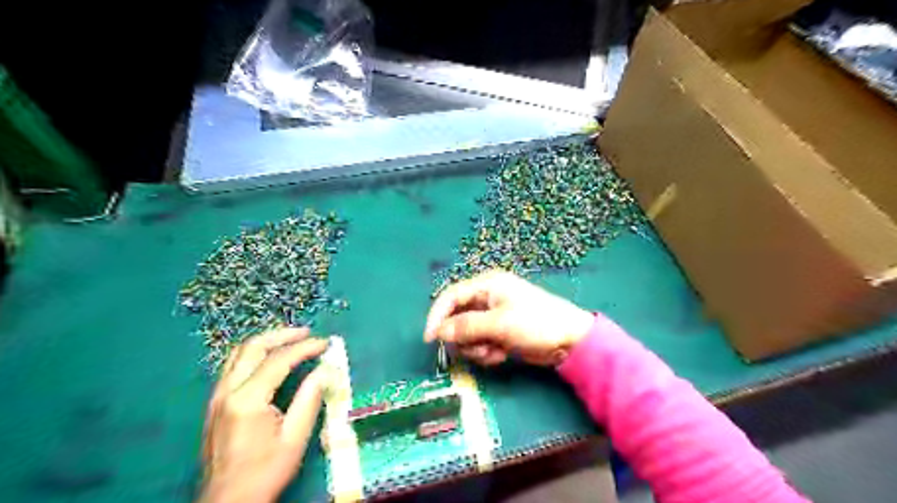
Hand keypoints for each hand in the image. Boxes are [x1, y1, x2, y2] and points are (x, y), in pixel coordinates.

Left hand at [200, 326, 328, 502]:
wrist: (227, 502)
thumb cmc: (265, 471)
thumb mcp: (295, 437)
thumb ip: (310, 398)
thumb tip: (327, 369)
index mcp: (248, 399)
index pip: (279, 360)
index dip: (305, 347)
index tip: (326, 343)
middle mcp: (227, 391)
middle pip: (253, 347)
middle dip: (283, 335)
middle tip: (307, 333)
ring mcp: (217, 396)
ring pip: (239, 353)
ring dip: (267, 341)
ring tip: (291, 340)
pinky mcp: (215, 403)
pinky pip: (233, 366)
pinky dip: (255, 354)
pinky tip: (271, 359)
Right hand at [424, 271, 594, 364]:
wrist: (570, 341)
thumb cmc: (535, 323)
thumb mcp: (499, 324)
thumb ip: (466, 327)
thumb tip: (438, 331)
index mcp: (487, 285)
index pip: (451, 296)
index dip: (437, 316)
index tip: (430, 339)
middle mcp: (487, 298)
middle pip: (457, 318)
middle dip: (464, 337)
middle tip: (476, 348)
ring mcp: (493, 316)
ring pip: (467, 334)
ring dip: (476, 347)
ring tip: (494, 352)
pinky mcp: (499, 332)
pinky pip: (480, 343)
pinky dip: (487, 352)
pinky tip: (502, 354)